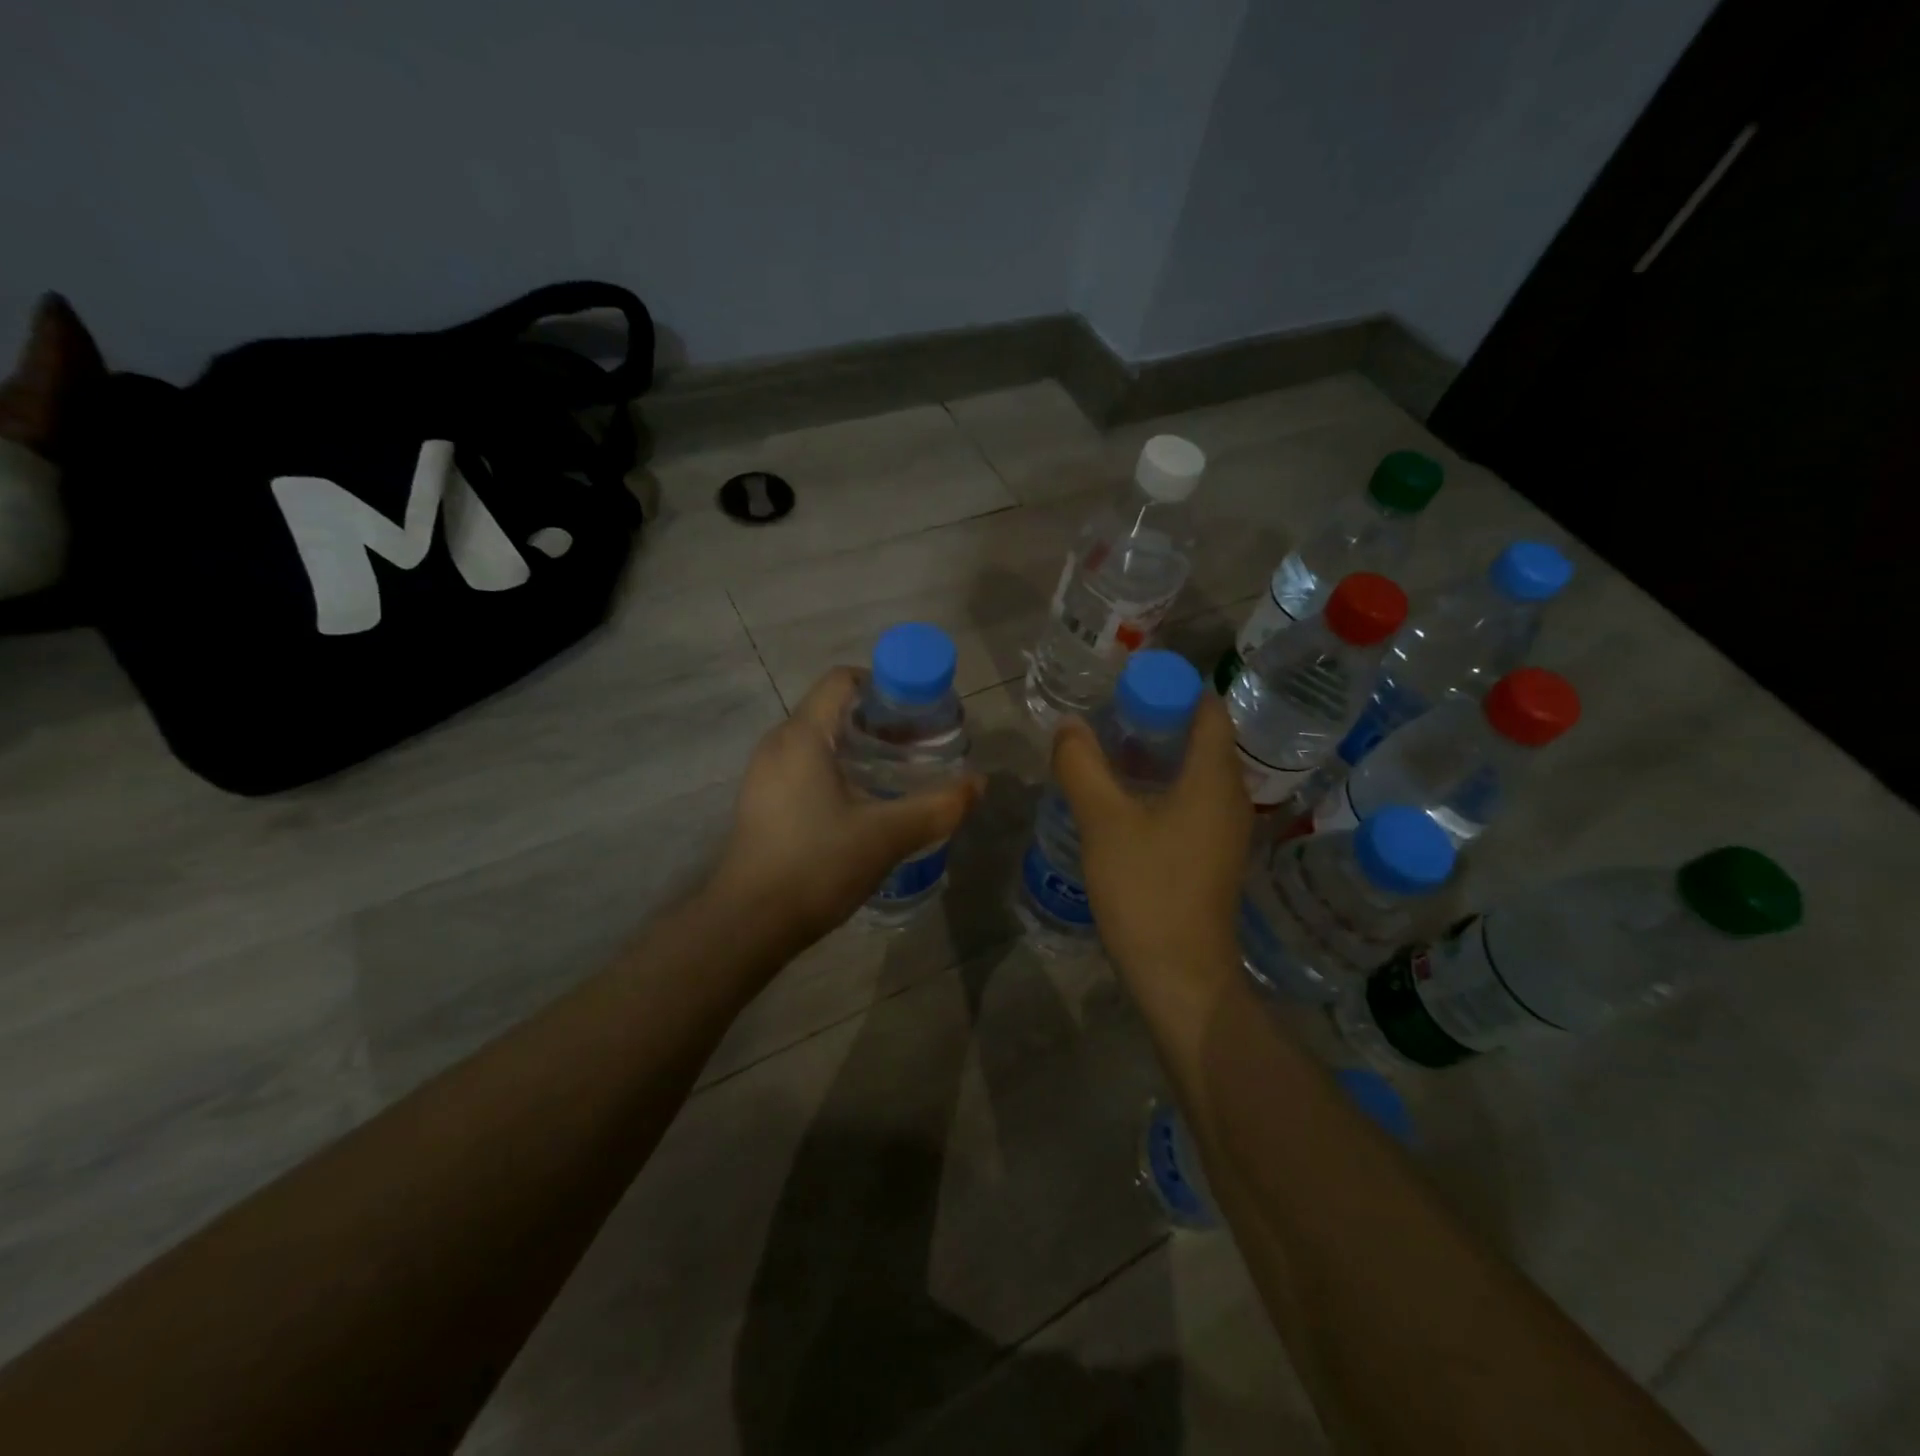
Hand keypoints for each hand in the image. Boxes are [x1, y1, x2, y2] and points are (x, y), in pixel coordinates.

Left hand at [712, 667, 981, 947]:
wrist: (749, 924)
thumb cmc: (817, 865)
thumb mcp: (887, 835)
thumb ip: (939, 807)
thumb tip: (979, 784)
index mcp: (802, 735)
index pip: (842, 680)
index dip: (884, 685)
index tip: (919, 712)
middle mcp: (778, 744)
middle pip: (832, 710)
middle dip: (878, 721)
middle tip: (918, 746)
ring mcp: (764, 775)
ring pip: (818, 741)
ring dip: (858, 748)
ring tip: (897, 775)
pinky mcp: (762, 803)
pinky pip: (804, 767)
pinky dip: (837, 770)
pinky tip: (862, 805)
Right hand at [1051, 695, 1251, 1007]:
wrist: (1180, 975)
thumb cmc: (1147, 890)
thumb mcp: (1104, 822)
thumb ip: (1083, 766)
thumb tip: (1069, 725)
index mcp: (1214, 778)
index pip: (1208, 709)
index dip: (1173, 688)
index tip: (1128, 685)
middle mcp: (1230, 797)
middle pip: (1202, 739)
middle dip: (1158, 720)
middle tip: (1109, 716)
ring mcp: (1226, 830)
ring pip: (1195, 773)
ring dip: (1158, 757)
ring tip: (1109, 752)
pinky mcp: (1213, 856)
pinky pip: (1192, 803)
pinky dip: (1162, 788)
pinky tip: (1125, 800)